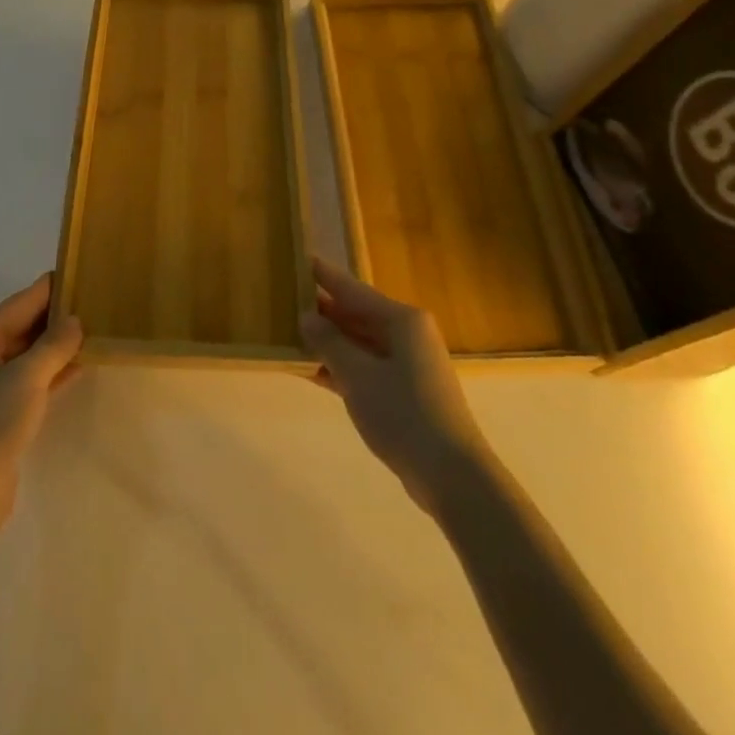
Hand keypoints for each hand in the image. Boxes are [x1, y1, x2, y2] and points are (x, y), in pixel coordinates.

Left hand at [0, 274, 82, 532]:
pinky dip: (51, 372)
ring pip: (25, 356)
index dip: (49, 290)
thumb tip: (76, 320)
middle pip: (19, 327)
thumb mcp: (25, 379)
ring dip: (56, 346)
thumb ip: (54, 345)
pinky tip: (80, 362)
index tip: (81, 272)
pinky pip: (27, 381)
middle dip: (55, 318)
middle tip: (95, 302)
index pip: (17, 304)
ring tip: (94, 328)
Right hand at [299, 258, 492, 515]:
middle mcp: (407, 334)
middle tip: (284, 301)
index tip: (298, 259)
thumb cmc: (403, 414)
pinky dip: (340, 367)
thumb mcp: (358, 376)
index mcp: (402, 320)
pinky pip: (365, 367)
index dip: (324, 276)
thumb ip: (329, 342)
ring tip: (288, 334)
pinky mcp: (404, 391)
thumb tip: (307, 316)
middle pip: (356, 314)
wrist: (451, 475)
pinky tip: (310, 370)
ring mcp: (407, 364)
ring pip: (359, 342)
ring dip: (328, 341)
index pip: (352, 289)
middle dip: (322, 311)